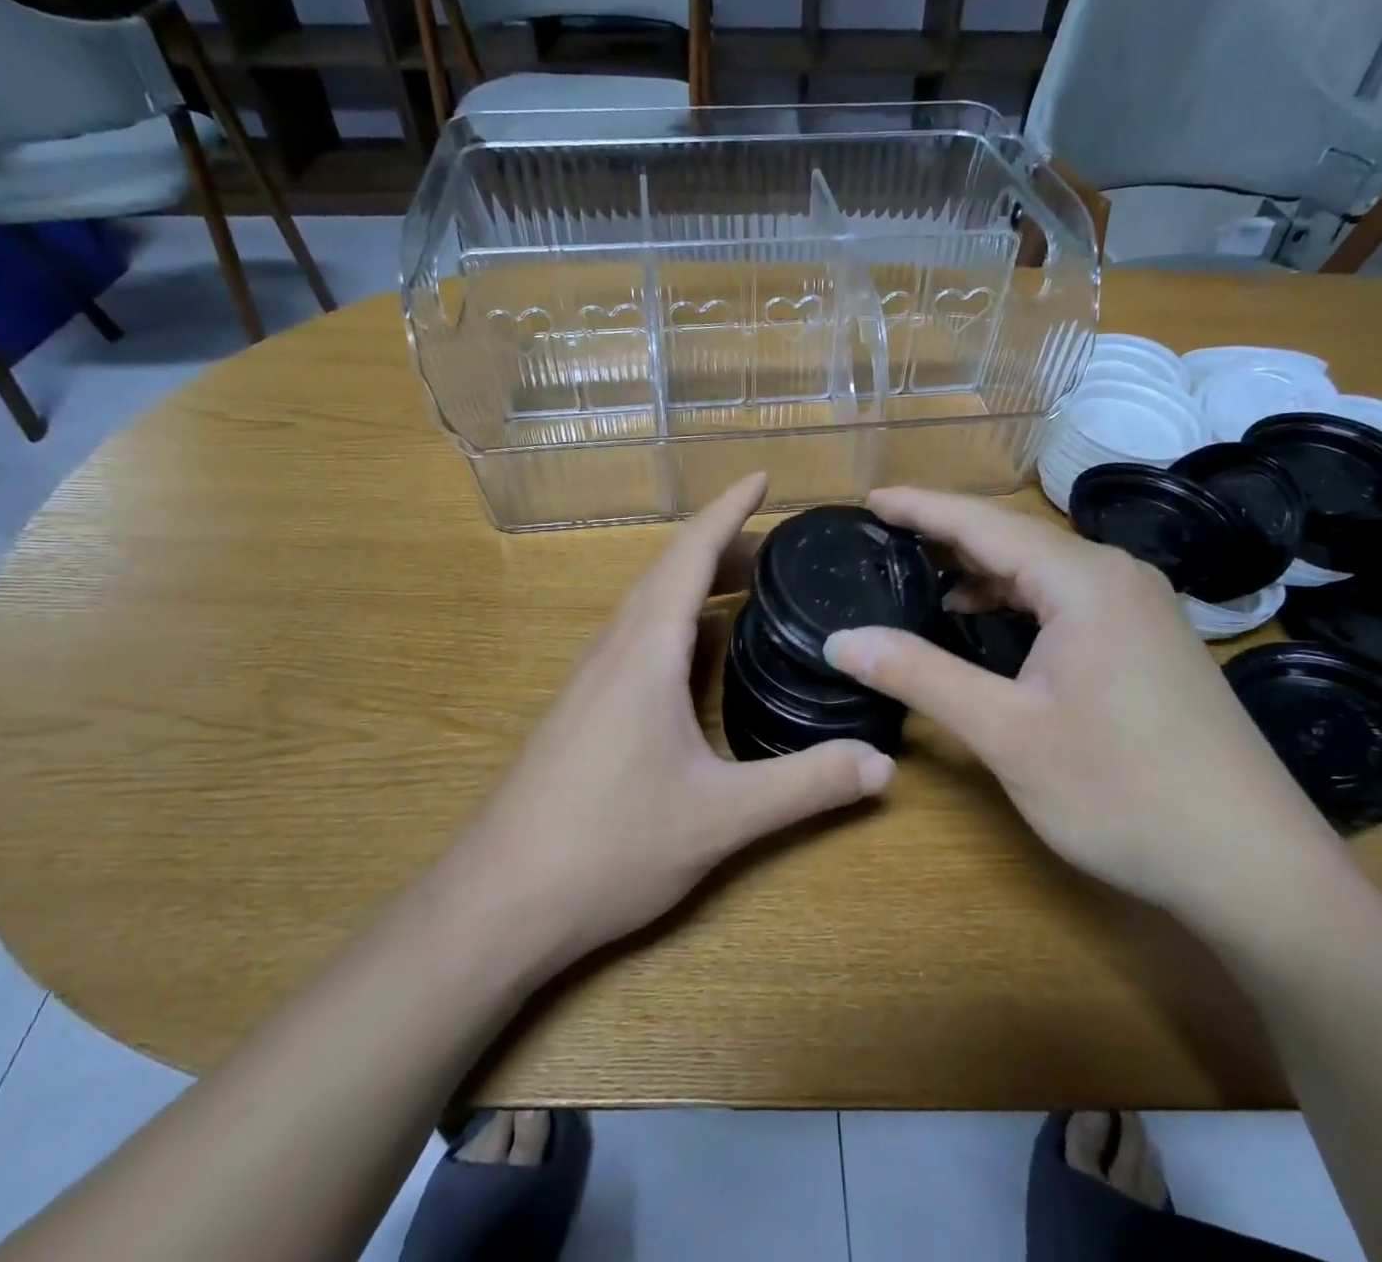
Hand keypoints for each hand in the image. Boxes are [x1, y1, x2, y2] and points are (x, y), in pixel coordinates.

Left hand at [462, 474, 894, 967]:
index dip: (728, 510)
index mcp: (644, 650)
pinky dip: (675, 621)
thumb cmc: (608, 845)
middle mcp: (613, 650)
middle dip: (724, 547)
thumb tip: (884, 763)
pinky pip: (635, 639)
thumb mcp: (721, 817)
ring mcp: (590, 680)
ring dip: (695, 583)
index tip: (762, 478)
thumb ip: (807, 785)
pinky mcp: (581, 710)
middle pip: (669, 572)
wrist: (497, 903)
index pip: (690, 554)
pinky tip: (695, 656)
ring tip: (747, 589)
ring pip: (647, 605)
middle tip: (780, 550)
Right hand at [821, 488, 1340, 922]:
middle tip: (882, 540)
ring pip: (1042, 572)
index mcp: (1084, 581)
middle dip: (945, 538)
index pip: (983, 524)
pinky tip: (987, 625)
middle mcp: (1117, 578)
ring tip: (922, 580)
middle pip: (1014, 540)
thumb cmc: (1124, 792)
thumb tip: (841, 639)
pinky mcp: (1147, 643)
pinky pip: (1066, 601)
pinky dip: (1016, 603)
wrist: (1254, 868)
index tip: (870, 498)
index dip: (921, 508)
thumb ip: (919, 675)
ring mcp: (1140, 610)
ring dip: (981, 573)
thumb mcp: (1007, 733)